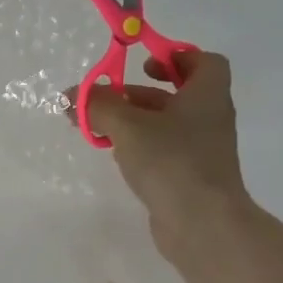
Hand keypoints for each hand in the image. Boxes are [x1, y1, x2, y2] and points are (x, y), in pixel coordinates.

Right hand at [85, 52, 249, 243]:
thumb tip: (72, 94)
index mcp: (207, 95)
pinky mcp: (192, 178)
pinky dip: (142, 148)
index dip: (176, 57)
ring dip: (134, 121)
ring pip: (167, 125)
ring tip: (97, 128)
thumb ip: (98, 105)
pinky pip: (165, 152)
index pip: (205, 62)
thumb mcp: (127, 125)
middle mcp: (210, 119)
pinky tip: (116, 156)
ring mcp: (203, 151)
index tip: (145, 64)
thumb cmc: (172, 161)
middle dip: (138, 93)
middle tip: (106, 98)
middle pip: (177, 94)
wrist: (204, 226)